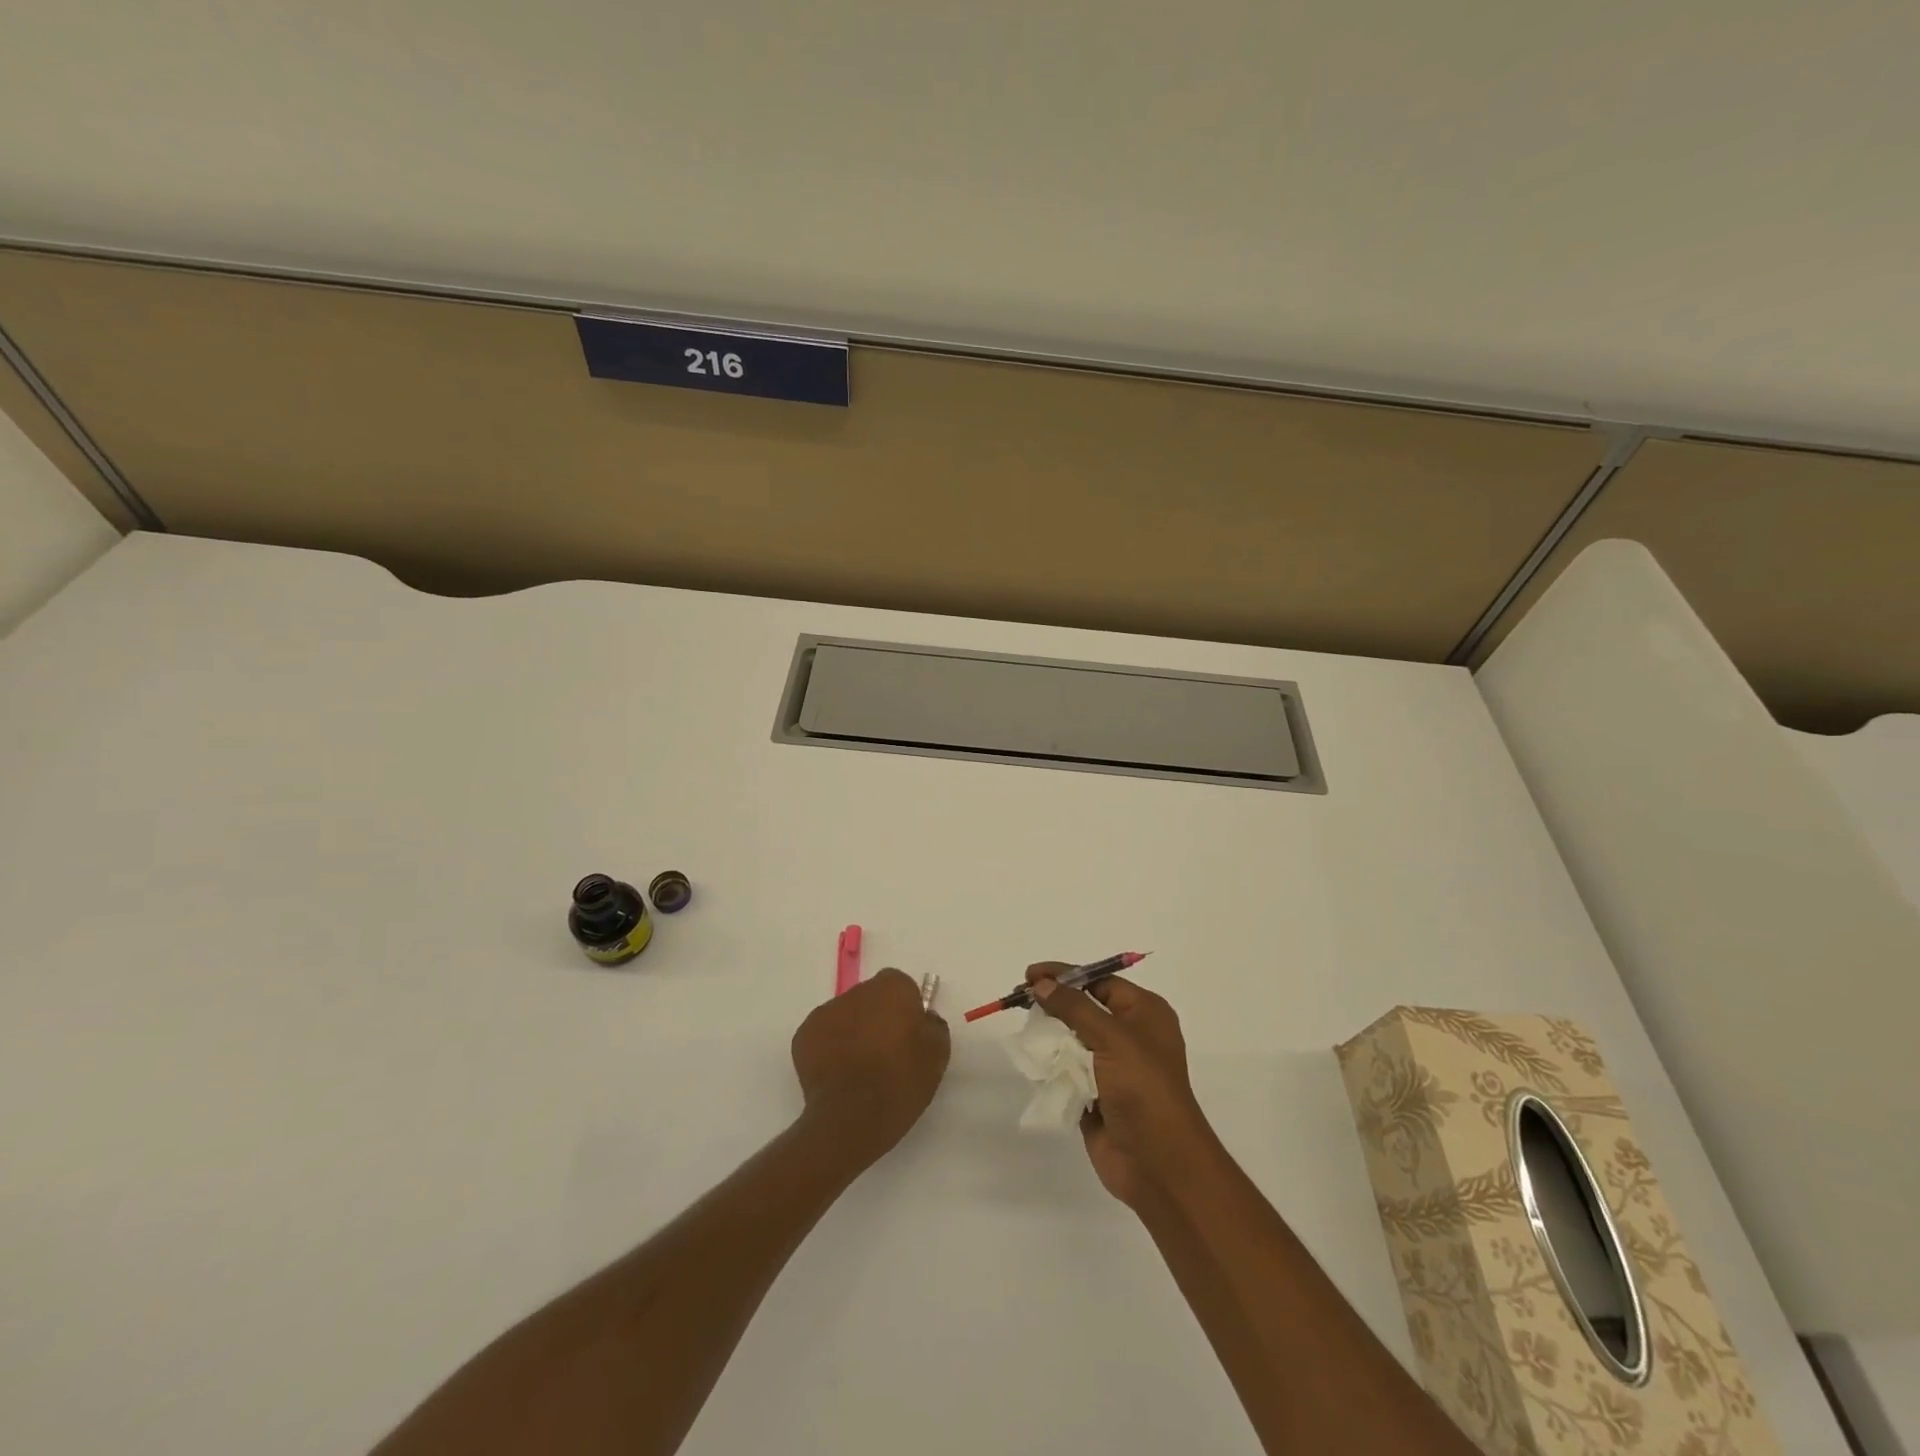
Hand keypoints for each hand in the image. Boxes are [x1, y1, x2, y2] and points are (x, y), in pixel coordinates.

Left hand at [791, 968, 950, 1166]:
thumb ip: (933, 1026)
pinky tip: (839, 1075)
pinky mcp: (803, 1036)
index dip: (905, 1008)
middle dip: (876, 1017)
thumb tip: (923, 1019)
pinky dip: (830, 1049)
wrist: (852, 1117)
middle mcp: (857, 991)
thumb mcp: (937, 1055)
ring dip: (852, 1032)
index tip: (908, 1034)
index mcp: (892, 988)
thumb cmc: (901, 1082)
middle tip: (885, 1052)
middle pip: (870, 998)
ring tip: (859, 1068)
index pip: (900, 985)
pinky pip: (823, 1036)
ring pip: (845, 1016)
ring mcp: (826, 1012)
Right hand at [1026, 962, 1216, 1207]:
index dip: (1065, 975)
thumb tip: (1040, 983)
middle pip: (1084, 1009)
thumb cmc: (1143, 1088)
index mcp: (1145, 1013)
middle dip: (1053, 1004)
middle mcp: (1131, 1036)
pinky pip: (1069, 1071)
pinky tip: (1032, 1060)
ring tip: (1024, 1032)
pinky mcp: (1097, 1096)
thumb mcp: (1111, 1036)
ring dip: (1050, 1036)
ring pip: (1073, 1040)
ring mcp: (1114, 1068)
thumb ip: (1073, 1007)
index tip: (1030, 974)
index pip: (1099, 981)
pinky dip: (1052, 1066)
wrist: (1158, 1163)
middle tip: (1019, 999)